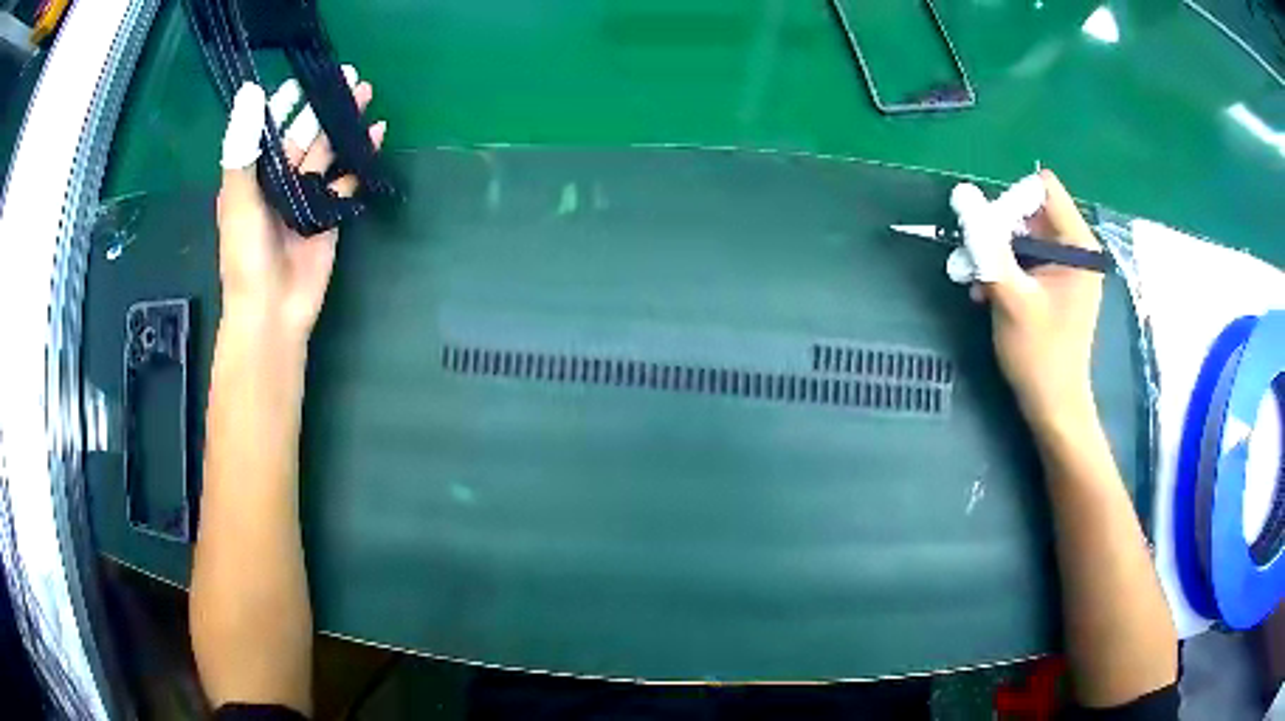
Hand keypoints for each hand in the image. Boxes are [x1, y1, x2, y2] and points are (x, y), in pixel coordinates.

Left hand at [216, 74, 386, 342]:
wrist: (273, 310)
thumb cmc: (247, 256)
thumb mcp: (239, 198)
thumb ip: (243, 147)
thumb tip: (250, 92)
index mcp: (253, 175)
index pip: (271, 128)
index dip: (286, 103)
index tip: (306, 78)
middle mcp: (279, 180)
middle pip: (304, 133)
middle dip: (325, 106)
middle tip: (350, 77)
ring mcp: (305, 197)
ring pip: (327, 151)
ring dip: (345, 124)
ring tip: (366, 94)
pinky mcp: (329, 214)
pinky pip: (346, 179)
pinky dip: (360, 158)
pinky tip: (375, 135)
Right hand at [955, 170, 1103, 427]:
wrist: (1053, 406)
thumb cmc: (1040, 355)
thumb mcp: (1011, 296)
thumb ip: (987, 244)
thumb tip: (962, 195)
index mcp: (1080, 245)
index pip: (1044, 190)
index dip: (1012, 203)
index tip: (990, 233)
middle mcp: (1077, 249)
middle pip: (1030, 212)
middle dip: (998, 230)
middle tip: (974, 258)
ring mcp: (1067, 267)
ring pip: (1023, 235)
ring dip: (995, 252)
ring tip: (974, 279)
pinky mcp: (1056, 283)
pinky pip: (1026, 257)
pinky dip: (1004, 268)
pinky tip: (984, 290)